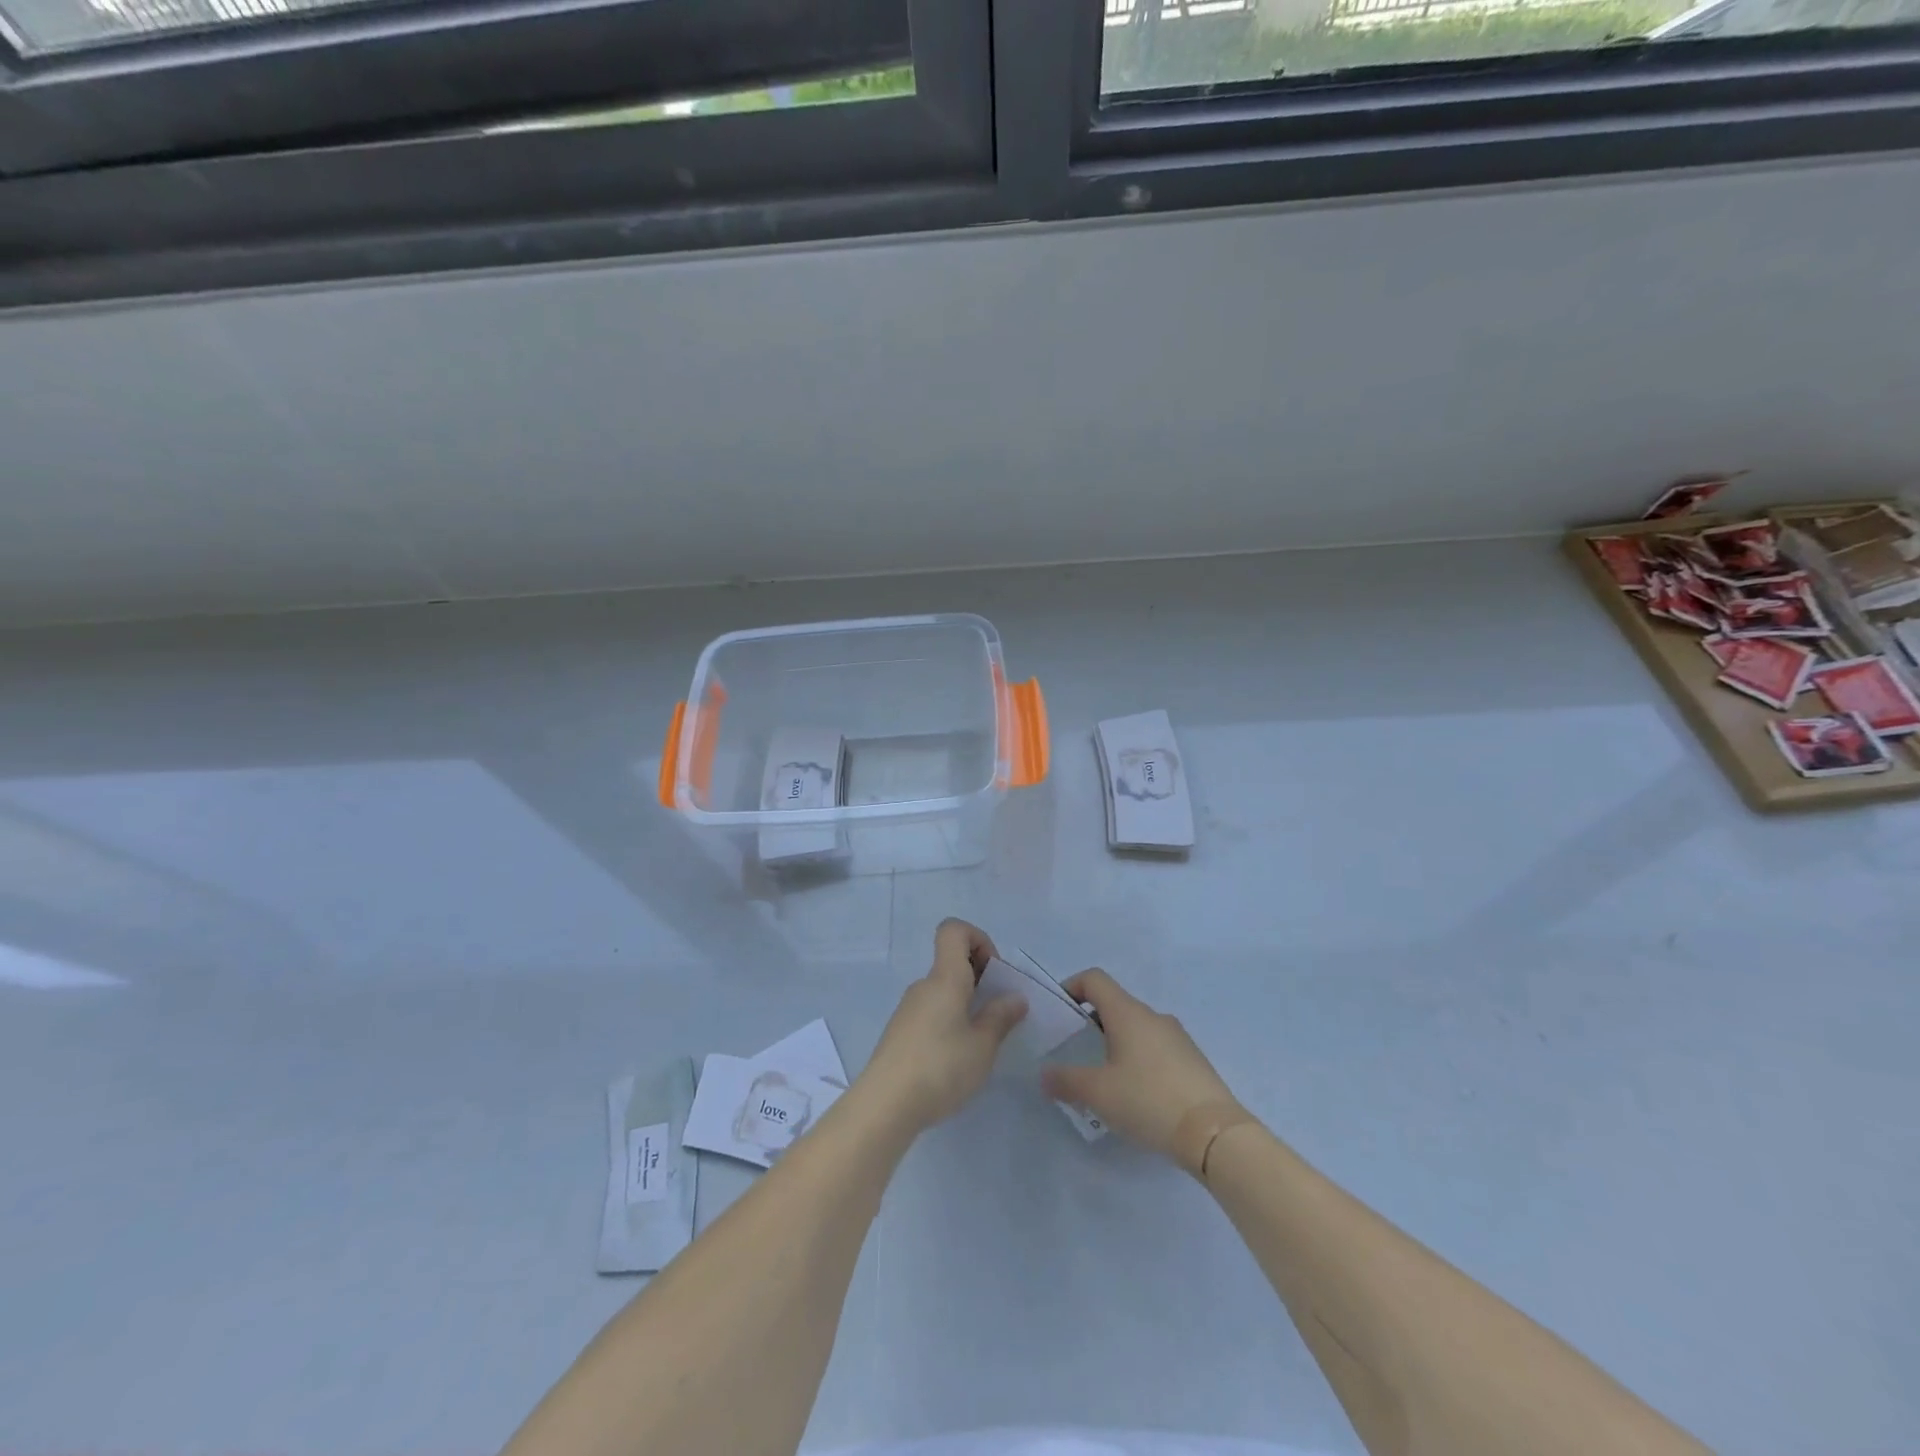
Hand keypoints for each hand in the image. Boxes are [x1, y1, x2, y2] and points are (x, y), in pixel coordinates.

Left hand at [858, 919, 1027, 1132]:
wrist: (885, 1105)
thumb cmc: (940, 1067)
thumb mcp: (982, 1046)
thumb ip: (1001, 1017)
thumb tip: (1015, 997)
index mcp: (944, 978)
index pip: (954, 930)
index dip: (979, 939)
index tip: (994, 974)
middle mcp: (924, 985)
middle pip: (951, 962)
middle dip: (980, 978)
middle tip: (998, 1013)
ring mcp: (908, 1009)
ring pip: (943, 990)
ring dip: (966, 1004)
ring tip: (981, 1042)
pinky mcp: (900, 1033)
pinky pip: (931, 1012)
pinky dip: (949, 1021)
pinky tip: (956, 1058)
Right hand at [1041, 969, 1244, 1169]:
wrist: (1214, 1133)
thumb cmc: (1148, 1100)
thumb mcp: (1098, 1093)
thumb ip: (1066, 1080)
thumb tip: (1045, 1074)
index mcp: (1128, 1013)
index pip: (1094, 979)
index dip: (1072, 986)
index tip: (1059, 1013)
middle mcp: (1153, 1016)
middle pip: (1115, 1004)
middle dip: (1091, 1023)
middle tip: (1077, 1054)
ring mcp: (1177, 1037)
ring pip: (1137, 1028)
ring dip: (1116, 1044)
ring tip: (1106, 1080)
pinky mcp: (1193, 1060)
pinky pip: (1156, 1049)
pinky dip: (1139, 1060)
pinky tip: (1137, 1095)